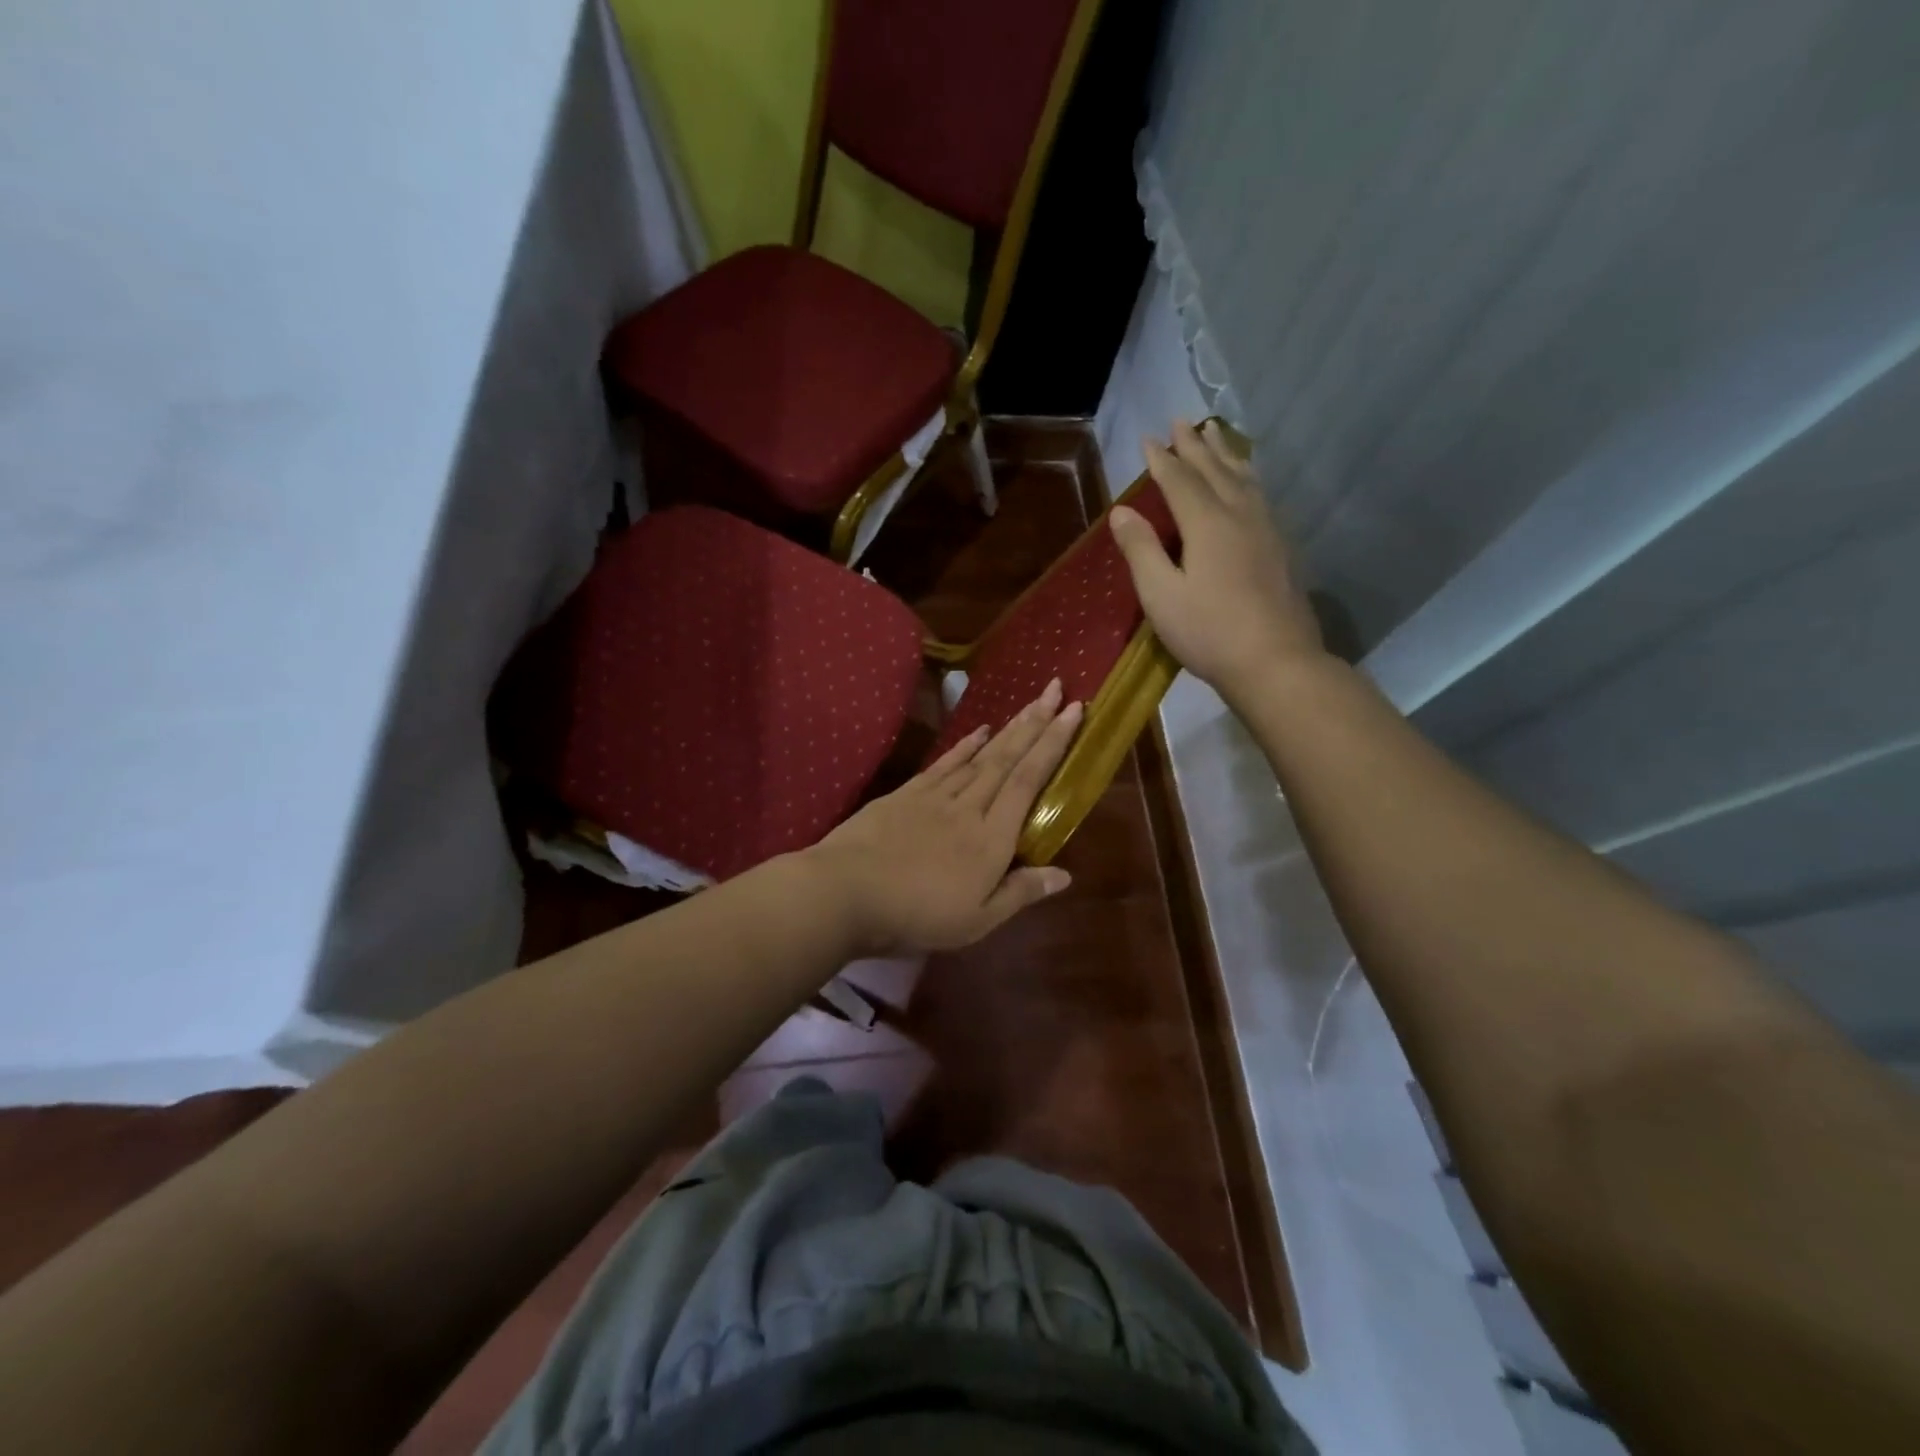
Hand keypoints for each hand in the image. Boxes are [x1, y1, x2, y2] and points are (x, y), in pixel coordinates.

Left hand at [807, 680, 1082, 955]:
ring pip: (980, 756)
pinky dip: (965, 745)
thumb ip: (1020, 893)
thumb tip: (1065, 875)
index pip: (1028, 782)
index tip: (1073, 713)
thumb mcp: (976, 921)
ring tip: (1030, 703)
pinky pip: (945, 763)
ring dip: (1008, 728)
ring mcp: (935, 796)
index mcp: (991, 839)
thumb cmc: (916, 915)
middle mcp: (969, 807)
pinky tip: (980, 731)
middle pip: (1007, 758)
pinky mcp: (906, 794)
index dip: (1053, 745)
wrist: (846, 892)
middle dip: (1036, 723)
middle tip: (1058, 689)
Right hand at [1110, 419, 1325, 699]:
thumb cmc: (1209, 632)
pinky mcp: (1282, 548)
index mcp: (1208, 524)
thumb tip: (1122, 511)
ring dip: (1225, 454)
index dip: (1162, 459)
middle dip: (1195, 446)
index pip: (1180, 481)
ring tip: (1215, 435)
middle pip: (1215, 471)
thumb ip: (1141, 550)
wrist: (1276, 661)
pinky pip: (1261, 495)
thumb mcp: (1161, 595)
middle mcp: (1240, 515)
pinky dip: (1247, 477)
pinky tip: (1248, 483)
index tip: (1148, 438)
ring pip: (1244, 478)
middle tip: (1182, 421)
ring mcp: (1267, 530)